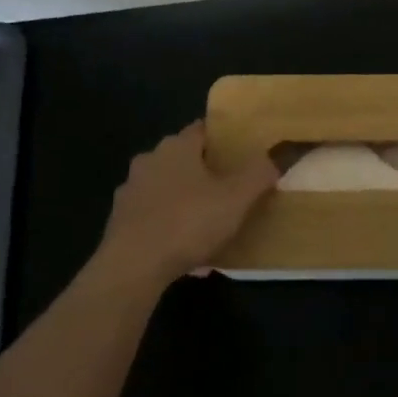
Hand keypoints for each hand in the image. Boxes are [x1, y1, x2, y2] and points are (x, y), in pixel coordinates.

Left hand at [95, 122, 277, 288]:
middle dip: (203, 170)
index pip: (203, 129)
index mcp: (177, 146)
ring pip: (165, 187)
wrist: (131, 267)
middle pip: (183, 157)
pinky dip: (167, 224)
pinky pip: (152, 216)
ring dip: (184, 199)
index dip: (223, 139)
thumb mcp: (236, 198)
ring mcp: (130, 190)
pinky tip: (183, 249)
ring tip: (207, 223)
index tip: (241, 153)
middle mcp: (150, 159)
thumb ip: (259, 174)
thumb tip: (278, 155)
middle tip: (228, 188)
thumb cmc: (187, 223)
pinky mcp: (119, 221)